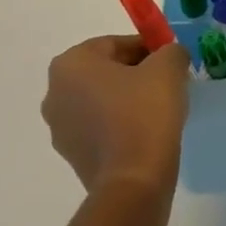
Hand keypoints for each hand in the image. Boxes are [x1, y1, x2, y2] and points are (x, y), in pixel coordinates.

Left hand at [41, 35, 189, 193]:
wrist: (133, 181)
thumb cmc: (145, 112)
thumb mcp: (168, 66)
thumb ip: (170, 51)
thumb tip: (169, 56)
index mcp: (71, 64)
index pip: (115, 44)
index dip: (147, 48)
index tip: (169, 60)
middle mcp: (55, 93)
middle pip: (105, 71)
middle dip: (136, 72)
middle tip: (166, 81)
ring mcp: (60, 128)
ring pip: (102, 100)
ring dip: (127, 99)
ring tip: (159, 109)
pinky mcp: (72, 156)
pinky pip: (100, 127)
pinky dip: (120, 124)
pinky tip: (146, 132)